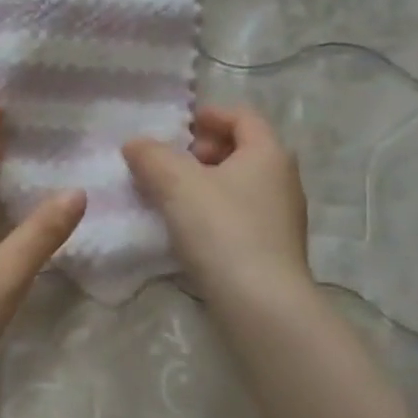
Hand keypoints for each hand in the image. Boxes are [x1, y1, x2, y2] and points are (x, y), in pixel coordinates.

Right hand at [122, 105, 311, 307]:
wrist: (260, 303)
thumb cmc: (222, 229)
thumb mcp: (176, 183)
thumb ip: (151, 156)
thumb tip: (135, 144)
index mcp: (268, 153)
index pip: (242, 116)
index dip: (208, 115)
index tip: (177, 127)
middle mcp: (282, 179)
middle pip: (241, 150)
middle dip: (202, 151)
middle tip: (169, 163)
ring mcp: (281, 217)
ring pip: (238, 185)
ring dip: (204, 183)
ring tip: (169, 197)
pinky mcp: (272, 248)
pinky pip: (238, 214)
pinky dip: (212, 210)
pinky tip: (186, 229)